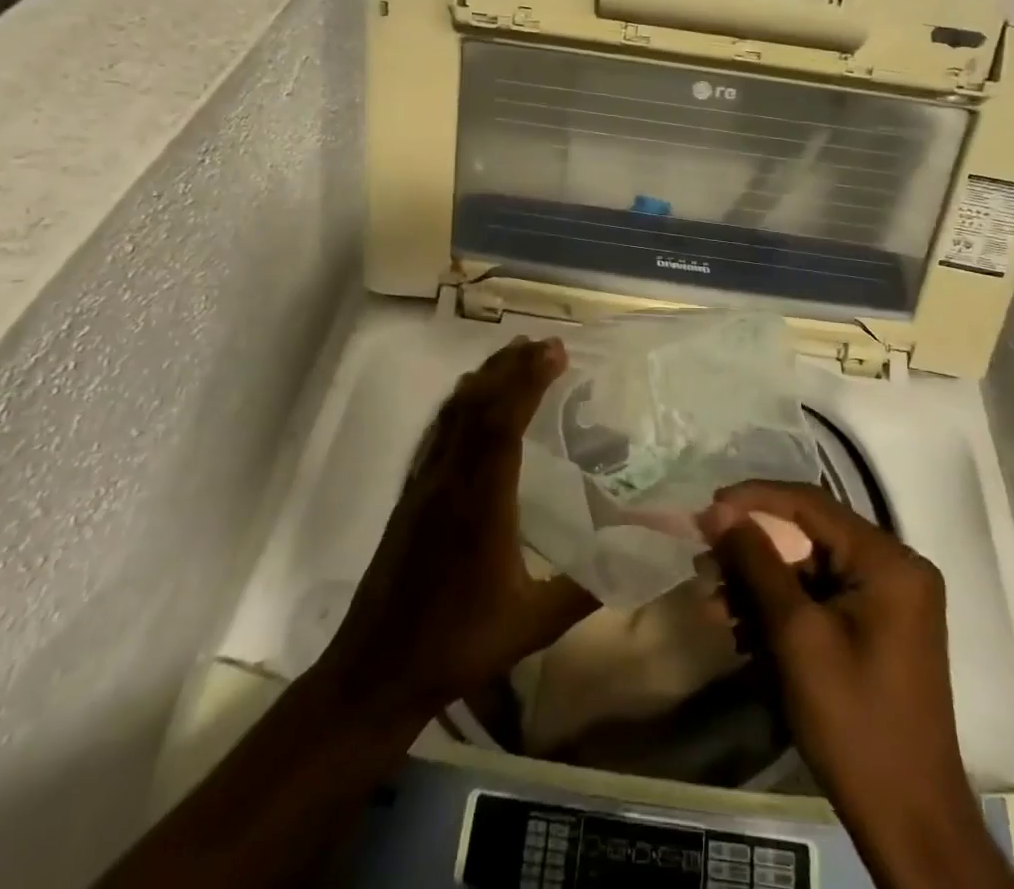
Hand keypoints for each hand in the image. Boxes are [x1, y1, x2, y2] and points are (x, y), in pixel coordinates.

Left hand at [316, 337, 595, 722]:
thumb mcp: (532, 624)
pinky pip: (439, 430)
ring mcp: (425, 482)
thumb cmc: (457, 645)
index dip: (527, 380)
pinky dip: (460, 402)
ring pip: (454, 413)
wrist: (377, 669)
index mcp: (480, 502)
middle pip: (477, 405)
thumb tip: (636, 557)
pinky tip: (470, 398)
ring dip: (485, 378)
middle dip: (511, 367)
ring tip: (514, 355)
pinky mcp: (412, 492)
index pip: (502, 423)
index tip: (555, 351)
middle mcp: (449, 479)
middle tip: (545, 344)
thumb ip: (584, 589)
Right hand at [704, 483, 1013, 888]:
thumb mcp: (797, 636)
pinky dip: (780, 609)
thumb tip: (720, 511)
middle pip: (808, 536)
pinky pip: (819, 598)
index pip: (810, 503)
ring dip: (759, 584)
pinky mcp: (875, 628)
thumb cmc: (854, 722)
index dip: (754, 499)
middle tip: (705, 563)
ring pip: (808, 569)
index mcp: (888, 561)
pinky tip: (742, 629)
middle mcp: (893, 568)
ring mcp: (887, 600)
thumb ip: (757, 563)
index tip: (707, 509)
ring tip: (714, 603)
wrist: (909, 824)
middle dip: (752, 550)